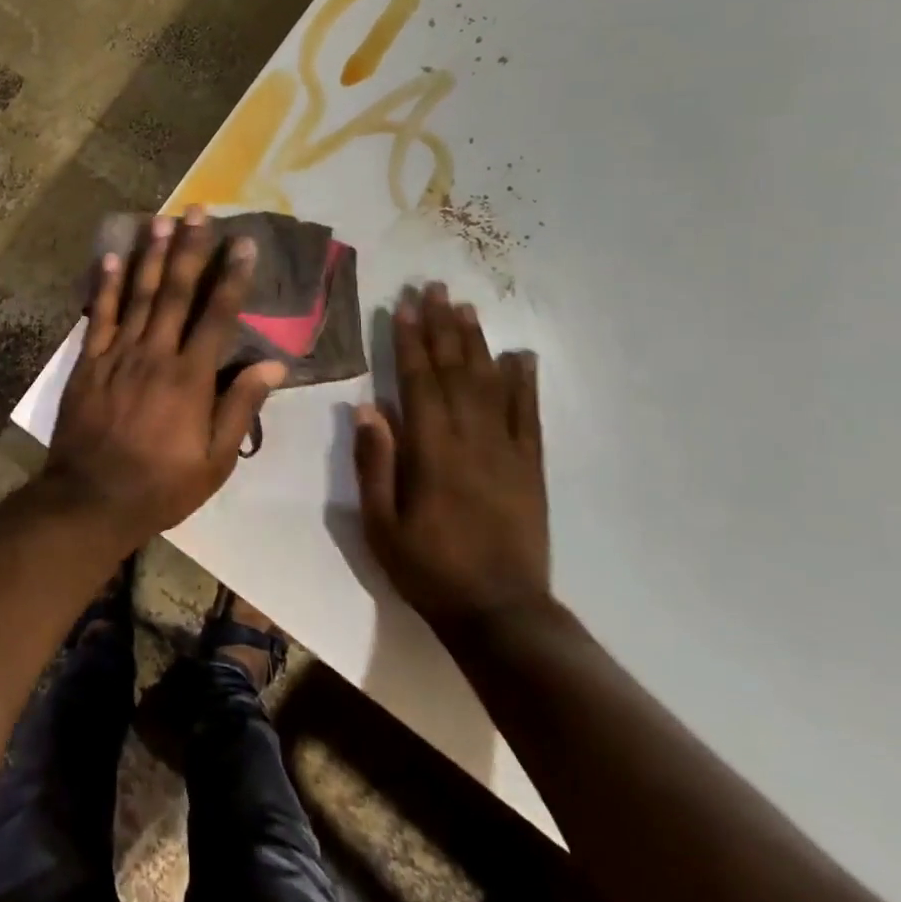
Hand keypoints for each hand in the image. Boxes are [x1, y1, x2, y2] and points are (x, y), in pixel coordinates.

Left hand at [45, 206, 287, 548]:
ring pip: (137, 295)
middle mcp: (156, 354)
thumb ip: (241, 408)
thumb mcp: (216, 461)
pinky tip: (111, 256)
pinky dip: (105, 285)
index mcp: (191, 377)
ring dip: (150, 255)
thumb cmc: (162, 484)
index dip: (232, 275)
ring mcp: (118, 354)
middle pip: (175, 292)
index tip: (243, 241)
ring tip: (160, 219)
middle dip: (189, 248)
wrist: (92, 498)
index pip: (217, 314)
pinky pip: (98, 315)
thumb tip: (273, 364)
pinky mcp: (89, 361)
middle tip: (198, 210)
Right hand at [353, 282, 551, 634]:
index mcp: (431, 452)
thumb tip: (368, 408)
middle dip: (442, 327)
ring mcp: (507, 451)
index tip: (403, 305)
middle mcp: (471, 440)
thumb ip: (376, 464)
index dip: (409, 341)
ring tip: (467, 307)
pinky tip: (521, 356)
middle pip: (455, 371)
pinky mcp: (531, 468)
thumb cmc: (429, 569)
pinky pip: (529, 416)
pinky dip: (525, 383)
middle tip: (435, 288)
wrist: (501, 613)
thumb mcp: (381, 524)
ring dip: (477, 343)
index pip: (418, 382)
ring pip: (490, 384)